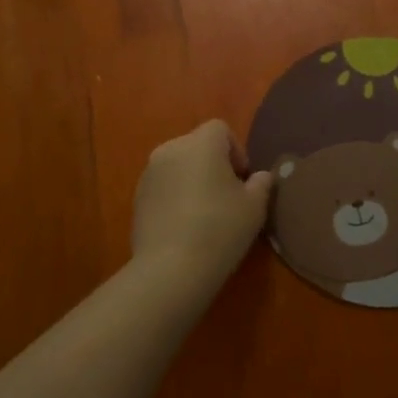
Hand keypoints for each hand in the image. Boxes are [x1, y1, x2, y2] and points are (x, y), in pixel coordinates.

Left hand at [132, 120, 272, 285]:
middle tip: (227, 195)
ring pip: (178, 165)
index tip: (242, 179)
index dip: (236, 150)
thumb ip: (261, 183)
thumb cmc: (220, 229)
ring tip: (204, 212)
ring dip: (192, 179)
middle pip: (197, 145)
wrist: (170, 268)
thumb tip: (260, 177)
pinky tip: (184, 225)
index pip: (220, 129)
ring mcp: (149, 173)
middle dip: (213, 163)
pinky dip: (174, 195)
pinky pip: (163, 186)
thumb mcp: (254, 207)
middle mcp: (171, 149)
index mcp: (201, 143)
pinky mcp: (136, 197)